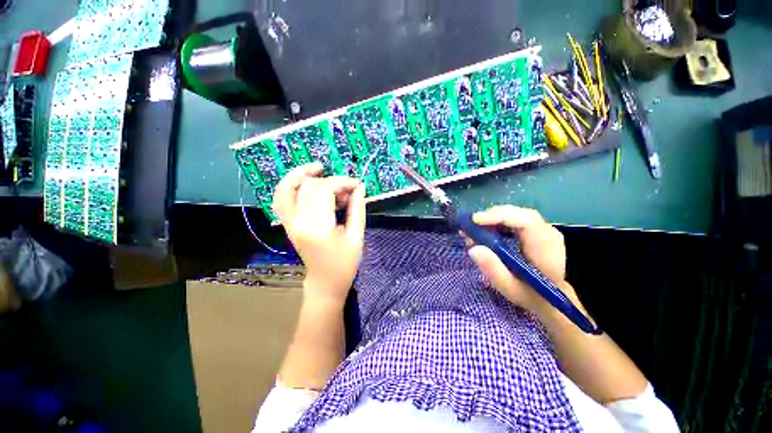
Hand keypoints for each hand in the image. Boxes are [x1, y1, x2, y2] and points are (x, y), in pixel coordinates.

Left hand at [273, 163, 366, 304]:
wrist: (325, 282)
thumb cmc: (344, 264)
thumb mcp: (356, 236)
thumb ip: (357, 209)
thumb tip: (360, 187)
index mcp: (316, 227)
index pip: (325, 191)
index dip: (342, 182)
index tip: (357, 184)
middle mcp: (297, 222)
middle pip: (309, 187)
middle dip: (331, 181)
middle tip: (348, 190)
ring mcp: (289, 222)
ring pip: (286, 188)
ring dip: (301, 174)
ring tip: (319, 169)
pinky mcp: (288, 224)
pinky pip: (280, 199)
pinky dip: (289, 185)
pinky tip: (305, 181)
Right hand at [467, 205, 576, 316]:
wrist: (551, 298)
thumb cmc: (531, 295)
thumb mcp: (510, 289)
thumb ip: (493, 270)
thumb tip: (473, 248)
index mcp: (546, 248)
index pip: (525, 221)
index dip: (499, 216)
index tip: (475, 220)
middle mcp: (548, 233)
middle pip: (518, 214)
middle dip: (491, 216)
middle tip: (469, 226)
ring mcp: (543, 230)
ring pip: (515, 214)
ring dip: (492, 218)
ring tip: (474, 229)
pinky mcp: (535, 230)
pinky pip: (515, 219)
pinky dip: (497, 221)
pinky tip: (486, 230)